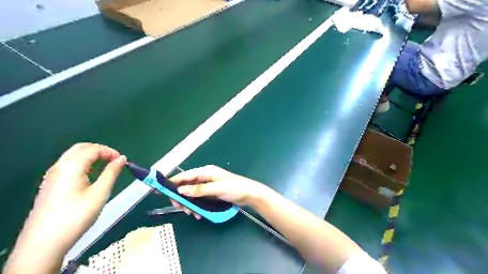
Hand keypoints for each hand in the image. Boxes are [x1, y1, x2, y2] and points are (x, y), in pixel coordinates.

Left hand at [14, 144, 126, 257]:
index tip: (122, 161)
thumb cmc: (76, 216)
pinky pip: (68, 166)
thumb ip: (112, 173)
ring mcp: (51, 176)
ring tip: (106, 167)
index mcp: (71, 166)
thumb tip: (122, 159)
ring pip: (73, 156)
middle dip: (100, 151)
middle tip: (115, 161)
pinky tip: (91, 176)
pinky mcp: (50, 185)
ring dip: (91, 156)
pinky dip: (83, 164)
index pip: (92, 149)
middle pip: (81, 148)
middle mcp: (59, 167)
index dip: (110, 152)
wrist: (44, 243)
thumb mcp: (100, 193)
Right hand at [168, 166, 265, 218]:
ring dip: (189, 204)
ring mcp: (208, 186)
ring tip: (192, 213)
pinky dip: (196, 206)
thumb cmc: (234, 188)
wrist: (249, 194)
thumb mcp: (216, 188)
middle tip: (180, 208)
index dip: (173, 181)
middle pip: (186, 186)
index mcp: (206, 171)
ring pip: (191, 194)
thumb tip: (180, 190)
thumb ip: (199, 189)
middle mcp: (205, 177)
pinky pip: (199, 199)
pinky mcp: (211, 193)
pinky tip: (198, 214)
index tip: (160, 189)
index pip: (185, 175)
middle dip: (181, 197)